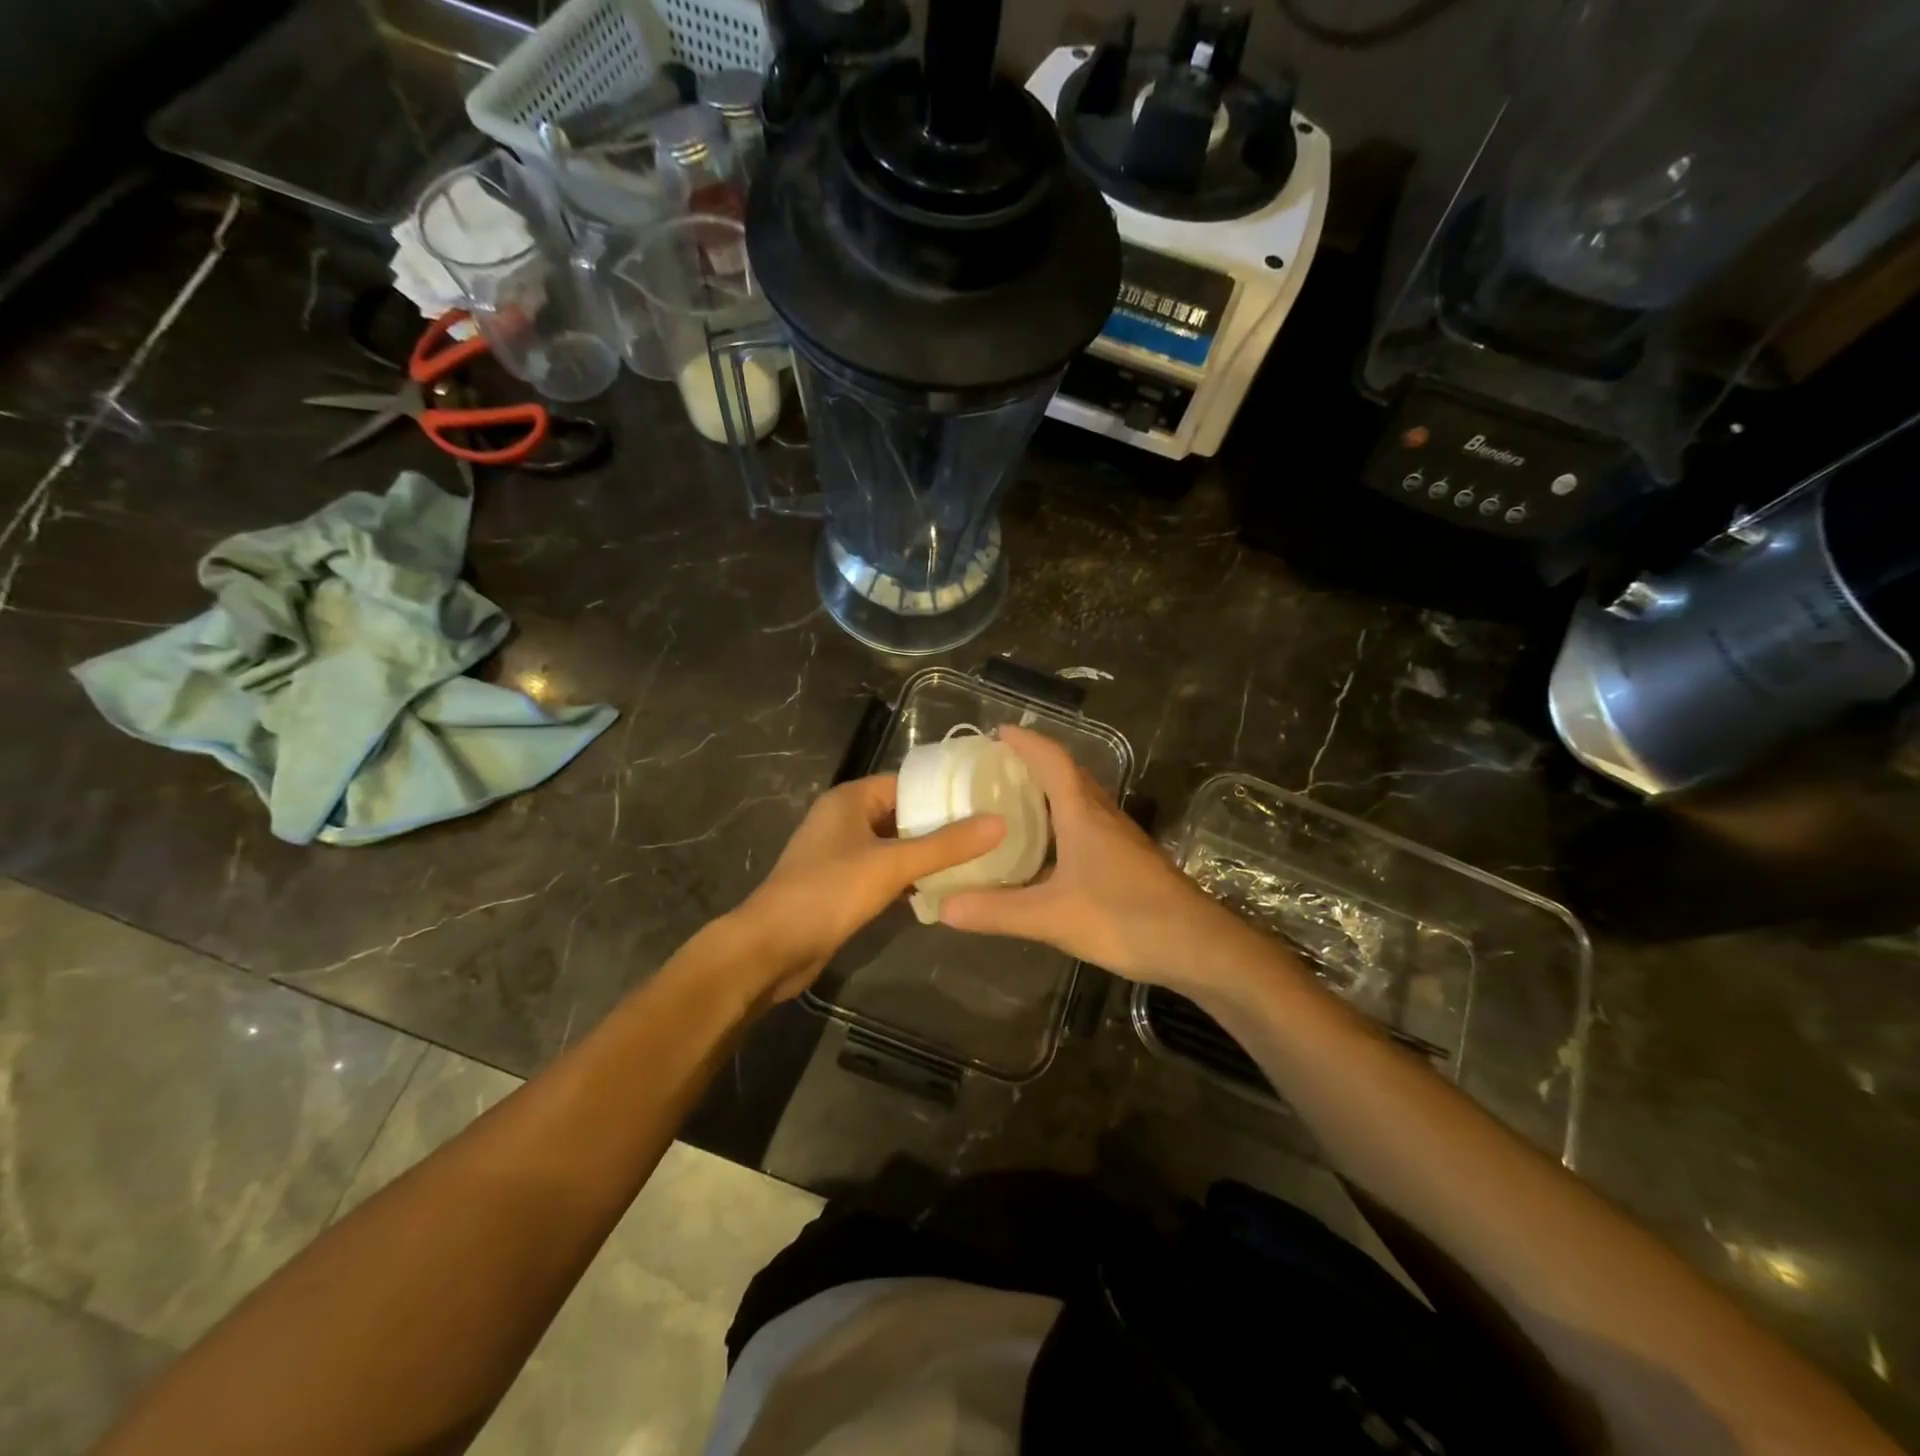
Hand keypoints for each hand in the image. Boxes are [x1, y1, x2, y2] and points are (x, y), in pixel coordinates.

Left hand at [736, 774, 1004, 1000]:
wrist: (772, 947)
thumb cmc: (829, 892)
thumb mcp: (892, 864)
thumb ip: (946, 845)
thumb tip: (998, 822)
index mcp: (849, 799)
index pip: (906, 783)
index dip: (943, 791)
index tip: (984, 801)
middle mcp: (843, 820)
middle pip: (901, 814)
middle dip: (939, 825)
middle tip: (986, 835)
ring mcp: (839, 854)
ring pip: (893, 846)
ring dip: (925, 854)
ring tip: (973, 861)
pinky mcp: (840, 886)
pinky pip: (882, 873)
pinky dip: (908, 878)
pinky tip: (939, 890)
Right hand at [938, 725, 1251, 990]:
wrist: (1196, 945)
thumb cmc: (1123, 917)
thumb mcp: (1051, 917)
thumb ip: (996, 911)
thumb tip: (943, 907)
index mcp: (1082, 814)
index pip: (1053, 761)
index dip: (1026, 743)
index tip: (999, 733)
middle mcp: (1102, 816)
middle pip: (1068, 775)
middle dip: (1034, 764)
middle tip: (996, 769)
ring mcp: (1120, 837)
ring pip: (1080, 801)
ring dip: (1050, 793)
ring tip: (1013, 804)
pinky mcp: (1128, 859)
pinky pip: (1088, 825)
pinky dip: (1062, 823)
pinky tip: (1046, 851)